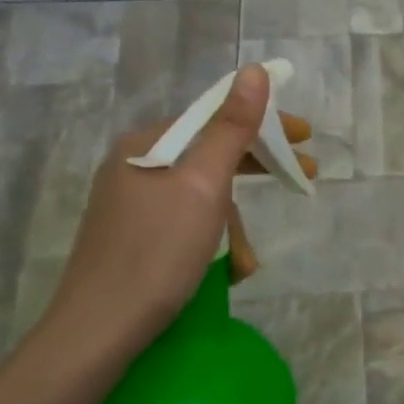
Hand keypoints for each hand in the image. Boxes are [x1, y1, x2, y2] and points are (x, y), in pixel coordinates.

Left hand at [34, 65, 314, 367]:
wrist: (98, 333)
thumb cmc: (157, 253)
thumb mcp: (204, 186)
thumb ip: (231, 128)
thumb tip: (255, 71)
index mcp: (146, 145)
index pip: (215, 116)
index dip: (264, 123)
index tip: (305, 136)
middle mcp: (136, 167)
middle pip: (211, 156)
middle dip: (257, 171)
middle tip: (304, 177)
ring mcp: (132, 205)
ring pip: (203, 197)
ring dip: (234, 225)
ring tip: (246, 261)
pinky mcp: (134, 239)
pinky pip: (188, 224)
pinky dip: (213, 242)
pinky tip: (226, 271)